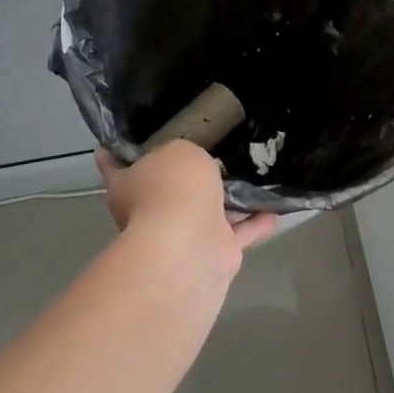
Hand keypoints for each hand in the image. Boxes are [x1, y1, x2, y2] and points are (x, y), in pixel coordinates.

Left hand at [97, 143, 276, 280]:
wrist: (189, 246)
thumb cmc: (172, 188)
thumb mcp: (177, 150)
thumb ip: (185, 153)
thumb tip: (193, 166)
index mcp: (128, 186)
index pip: (116, 163)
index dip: (117, 150)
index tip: (122, 137)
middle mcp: (151, 213)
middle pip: (167, 189)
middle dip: (186, 176)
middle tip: (212, 149)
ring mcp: (184, 236)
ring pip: (208, 213)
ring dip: (229, 201)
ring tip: (252, 175)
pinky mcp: (215, 254)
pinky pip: (241, 232)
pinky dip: (257, 222)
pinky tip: (277, 207)